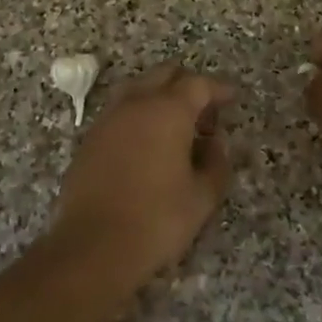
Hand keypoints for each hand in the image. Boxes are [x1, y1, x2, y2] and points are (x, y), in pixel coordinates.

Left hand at [49, 64, 236, 279]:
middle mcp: (135, 104)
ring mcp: (107, 119)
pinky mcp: (89, 139)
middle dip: (188, 86)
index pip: (198, 84)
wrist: (94, 246)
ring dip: (159, 97)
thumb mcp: (202, 196)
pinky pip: (120, 112)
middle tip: (205, 114)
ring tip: (175, 128)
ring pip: (138, 89)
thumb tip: (215, 142)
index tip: (232, 98)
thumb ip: (216, 162)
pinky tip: (147, 144)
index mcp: (168, 111)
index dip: (218, 89)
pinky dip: (138, 116)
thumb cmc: (157, 220)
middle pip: (164, 75)